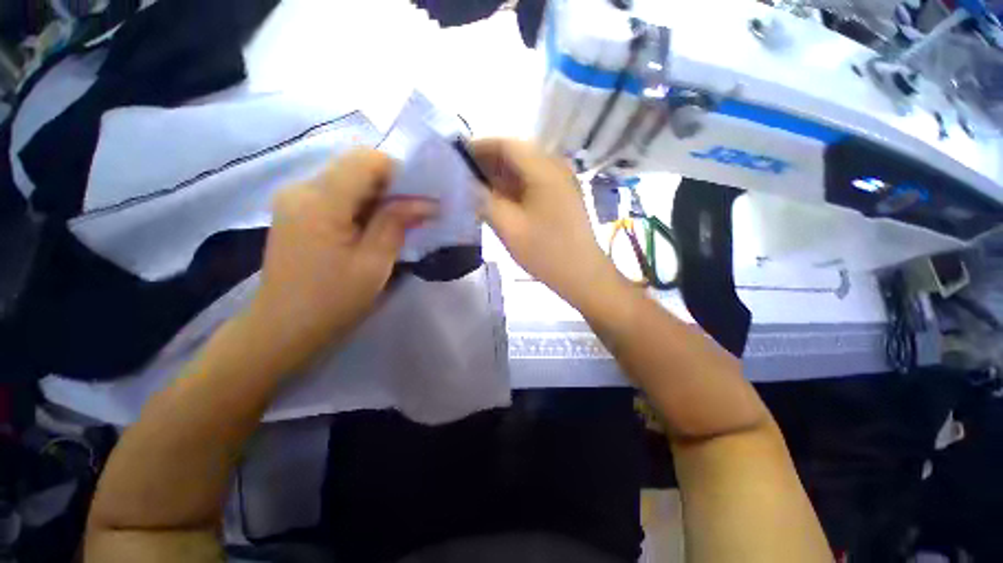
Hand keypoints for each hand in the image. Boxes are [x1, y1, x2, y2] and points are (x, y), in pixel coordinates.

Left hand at [243, 149, 436, 376]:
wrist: (283, 328)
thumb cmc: (333, 300)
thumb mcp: (374, 263)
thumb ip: (397, 223)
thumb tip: (427, 202)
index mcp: (320, 200)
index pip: (366, 160)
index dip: (400, 173)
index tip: (420, 199)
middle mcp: (302, 188)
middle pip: (356, 166)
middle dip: (391, 186)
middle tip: (413, 214)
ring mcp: (295, 199)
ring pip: (348, 179)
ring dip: (378, 196)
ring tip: (395, 224)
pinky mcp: (297, 211)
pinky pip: (337, 194)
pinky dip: (362, 205)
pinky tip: (371, 228)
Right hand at [473, 138, 617, 306]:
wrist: (583, 275)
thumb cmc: (546, 252)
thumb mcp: (509, 227)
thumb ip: (483, 201)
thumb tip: (464, 183)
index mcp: (544, 169)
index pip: (506, 144)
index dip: (479, 147)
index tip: (455, 159)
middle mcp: (555, 167)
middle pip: (515, 154)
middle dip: (487, 163)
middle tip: (462, 177)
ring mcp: (560, 182)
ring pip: (523, 169)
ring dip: (499, 176)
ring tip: (474, 189)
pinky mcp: (561, 196)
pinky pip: (532, 183)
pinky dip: (512, 188)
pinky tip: (497, 199)